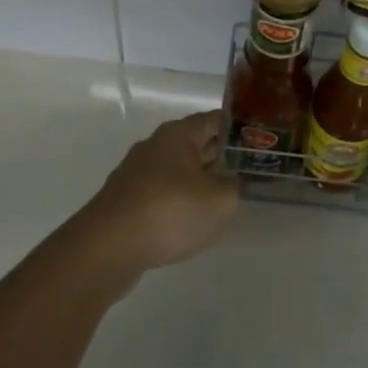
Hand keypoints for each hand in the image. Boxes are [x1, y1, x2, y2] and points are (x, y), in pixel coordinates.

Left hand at [73, 109, 239, 277]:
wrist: (107, 248)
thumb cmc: (170, 211)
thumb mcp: (219, 200)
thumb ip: (234, 186)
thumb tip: (231, 181)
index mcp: (178, 134)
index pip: (216, 120)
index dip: (239, 130)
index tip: (259, 144)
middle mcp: (155, 145)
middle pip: (196, 144)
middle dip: (220, 157)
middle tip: (246, 174)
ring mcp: (136, 173)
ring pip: (177, 171)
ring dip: (198, 182)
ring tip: (220, 201)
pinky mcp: (125, 200)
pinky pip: (160, 194)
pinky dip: (177, 203)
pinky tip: (187, 223)